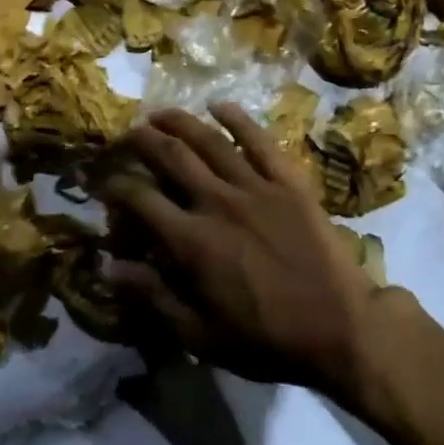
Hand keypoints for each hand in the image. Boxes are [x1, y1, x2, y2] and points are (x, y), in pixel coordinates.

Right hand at [95, 103, 396, 400]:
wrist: (340, 326)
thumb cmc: (266, 339)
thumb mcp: (201, 334)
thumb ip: (154, 296)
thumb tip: (108, 267)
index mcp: (192, 242)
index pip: (141, 199)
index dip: (115, 185)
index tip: (103, 180)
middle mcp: (217, 202)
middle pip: (171, 156)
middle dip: (142, 139)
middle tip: (128, 132)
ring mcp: (256, 186)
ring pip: (210, 141)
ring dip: (180, 122)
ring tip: (160, 113)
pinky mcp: (288, 180)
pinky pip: (259, 140)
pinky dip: (237, 118)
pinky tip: (219, 105)